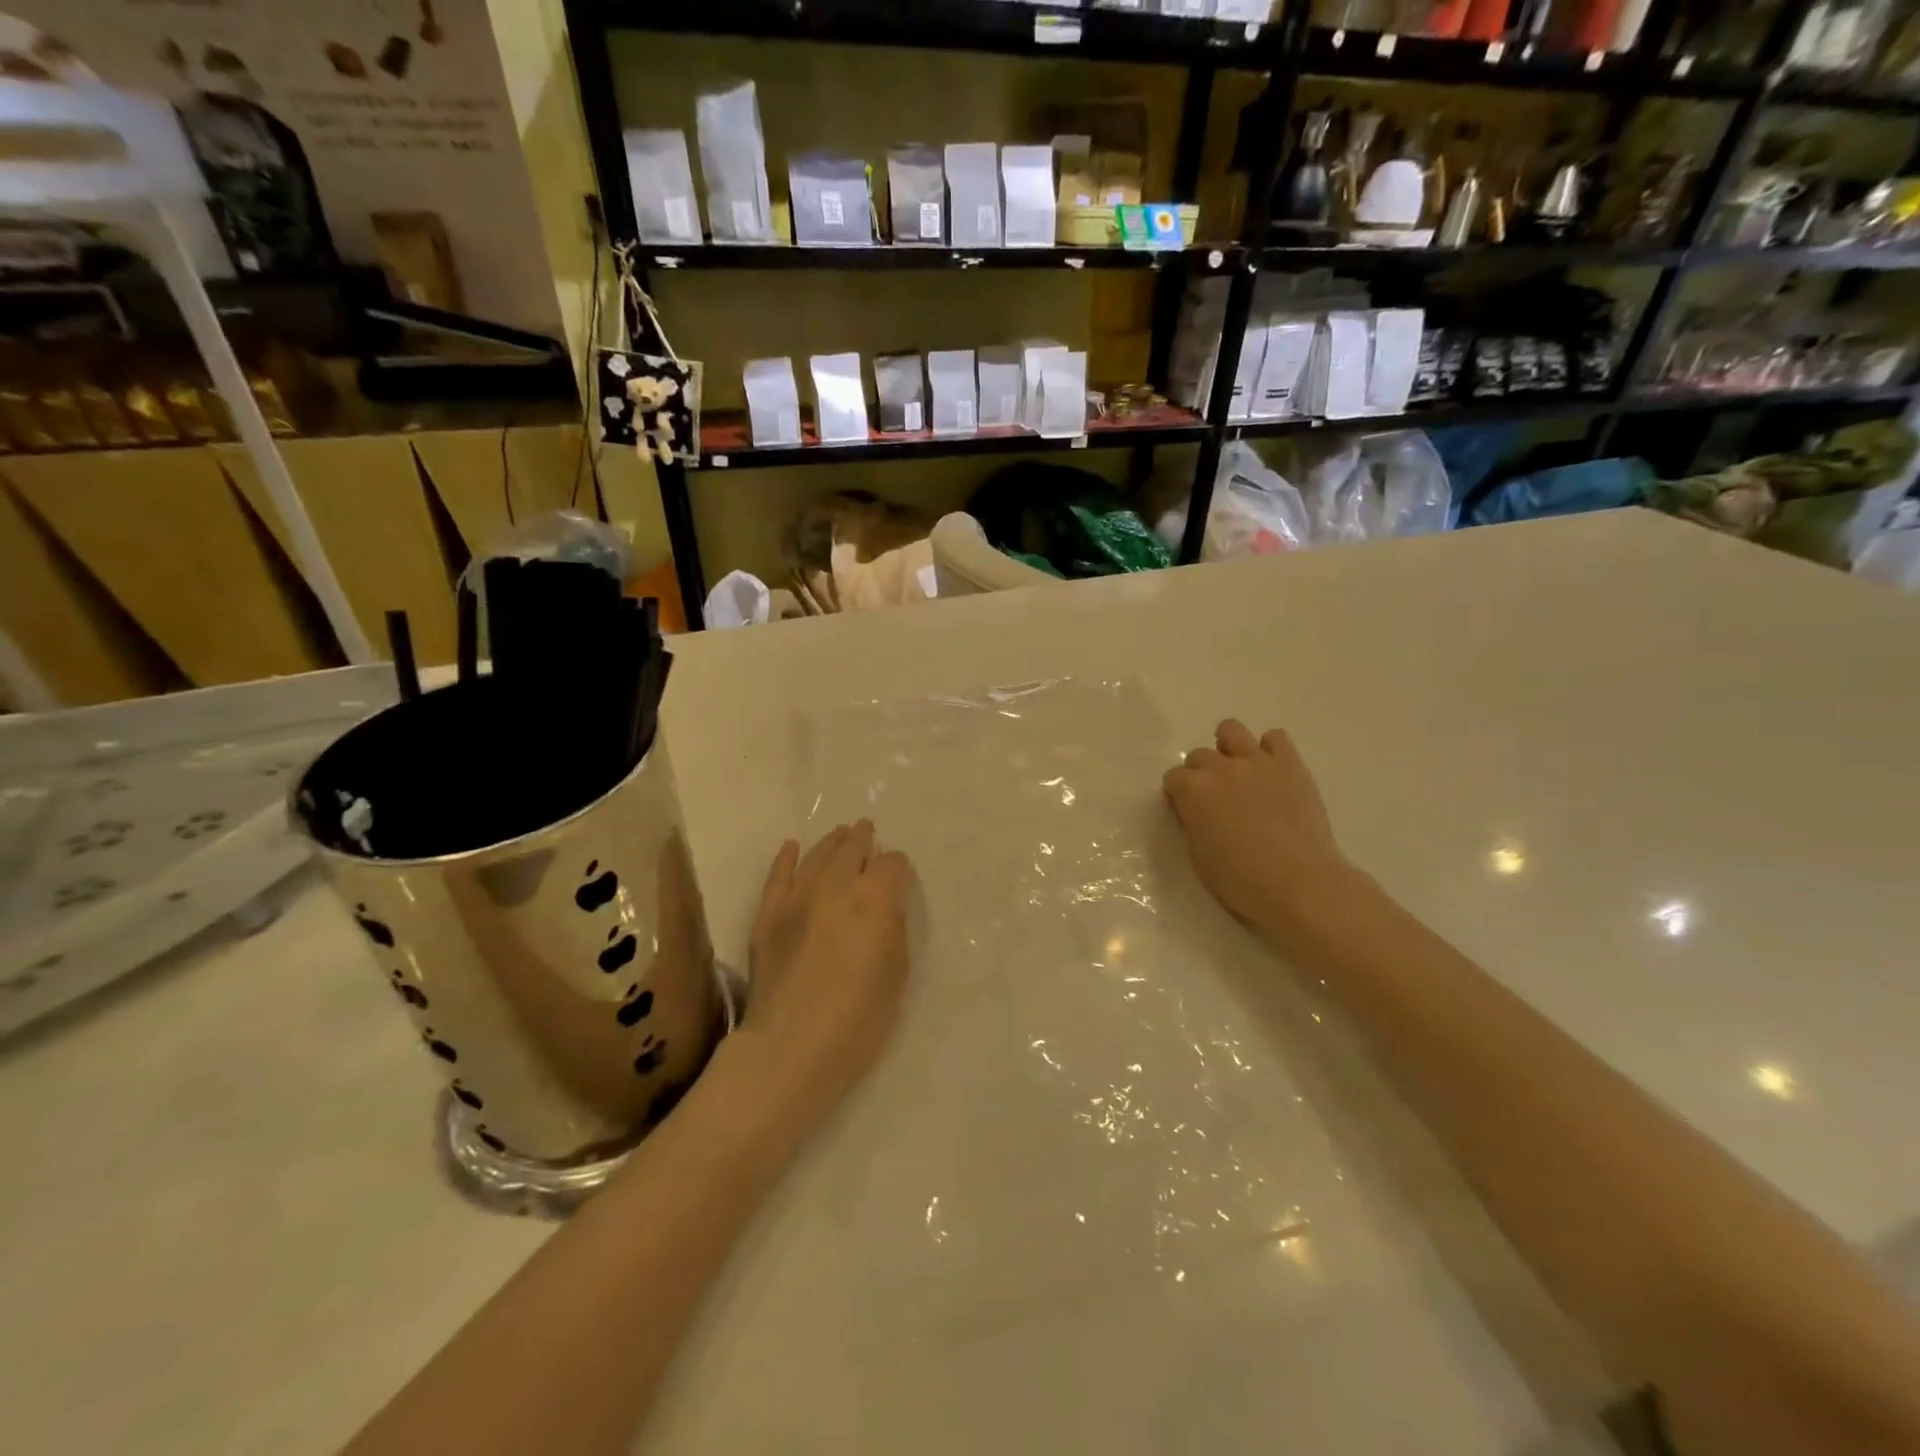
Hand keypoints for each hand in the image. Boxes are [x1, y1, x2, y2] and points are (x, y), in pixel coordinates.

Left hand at [727, 821, 915, 1132]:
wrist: (793, 1045)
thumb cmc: (860, 1018)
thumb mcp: (897, 972)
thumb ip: (893, 929)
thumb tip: (886, 907)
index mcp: (875, 898)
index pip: (892, 865)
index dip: (899, 867)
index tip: (900, 875)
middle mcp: (836, 886)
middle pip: (852, 849)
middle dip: (863, 839)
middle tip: (867, 831)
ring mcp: (797, 897)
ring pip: (817, 855)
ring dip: (831, 842)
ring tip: (840, 834)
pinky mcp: (767, 915)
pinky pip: (778, 876)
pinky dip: (786, 858)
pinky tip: (792, 847)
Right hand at [1162, 720, 1348, 941]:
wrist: (1297, 882)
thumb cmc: (1239, 879)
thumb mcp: (1197, 854)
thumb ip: (1191, 821)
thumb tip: (1194, 810)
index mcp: (1192, 790)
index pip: (1173, 777)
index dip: (1178, 794)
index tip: (1188, 810)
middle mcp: (1220, 768)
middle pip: (1199, 755)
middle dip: (1201, 773)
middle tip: (1215, 797)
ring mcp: (1256, 761)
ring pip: (1231, 730)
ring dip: (1228, 747)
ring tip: (1239, 770)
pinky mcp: (1290, 764)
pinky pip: (1275, 738)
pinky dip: (1270, 750)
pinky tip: (1272, 772)